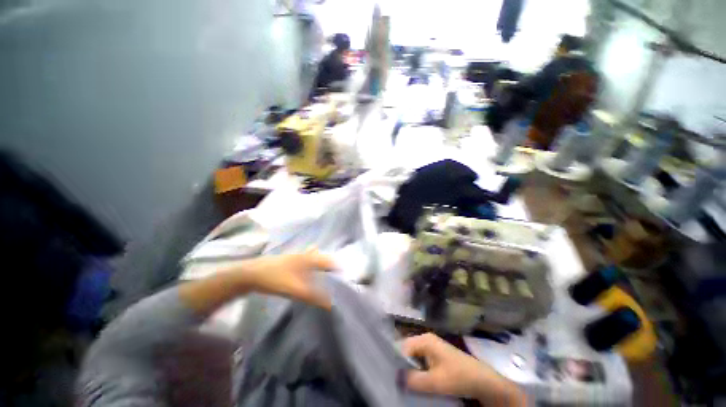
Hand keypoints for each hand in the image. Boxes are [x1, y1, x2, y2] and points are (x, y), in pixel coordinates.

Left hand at [241, 249, 335, 308]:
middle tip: (336, 270)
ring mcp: (294, 257)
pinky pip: (303, 260)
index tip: (344, 272)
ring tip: (324, 268)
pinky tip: (305, 268)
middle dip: (329, 262)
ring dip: (319, 261)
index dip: (336, 265)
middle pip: (320, 256)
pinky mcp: (286, 261)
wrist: (250, 274)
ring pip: (311, 257)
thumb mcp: (295, 289)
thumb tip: (331, 304)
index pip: (327, 260)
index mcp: (307, 259)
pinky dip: (308, 262)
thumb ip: (313, 296)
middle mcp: (303, 255)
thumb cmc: (274, 279)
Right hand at [403, 333, 524, 405]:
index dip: (396, 361)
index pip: (402, 347)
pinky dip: (417, 371)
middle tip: (396, 381)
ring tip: (404, 383)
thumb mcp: (435, 382)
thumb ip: (413, 380)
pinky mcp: (437, 355)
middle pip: (407, 351)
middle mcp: (426, 339)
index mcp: (424, 339)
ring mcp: (432, 347)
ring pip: (414, 357)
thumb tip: (395, 378)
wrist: (483, 381)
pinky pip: (421, 361)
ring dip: (410, 370)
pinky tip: (416, 382)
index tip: (391, 376)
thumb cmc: (458, 377)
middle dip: (402, 365)